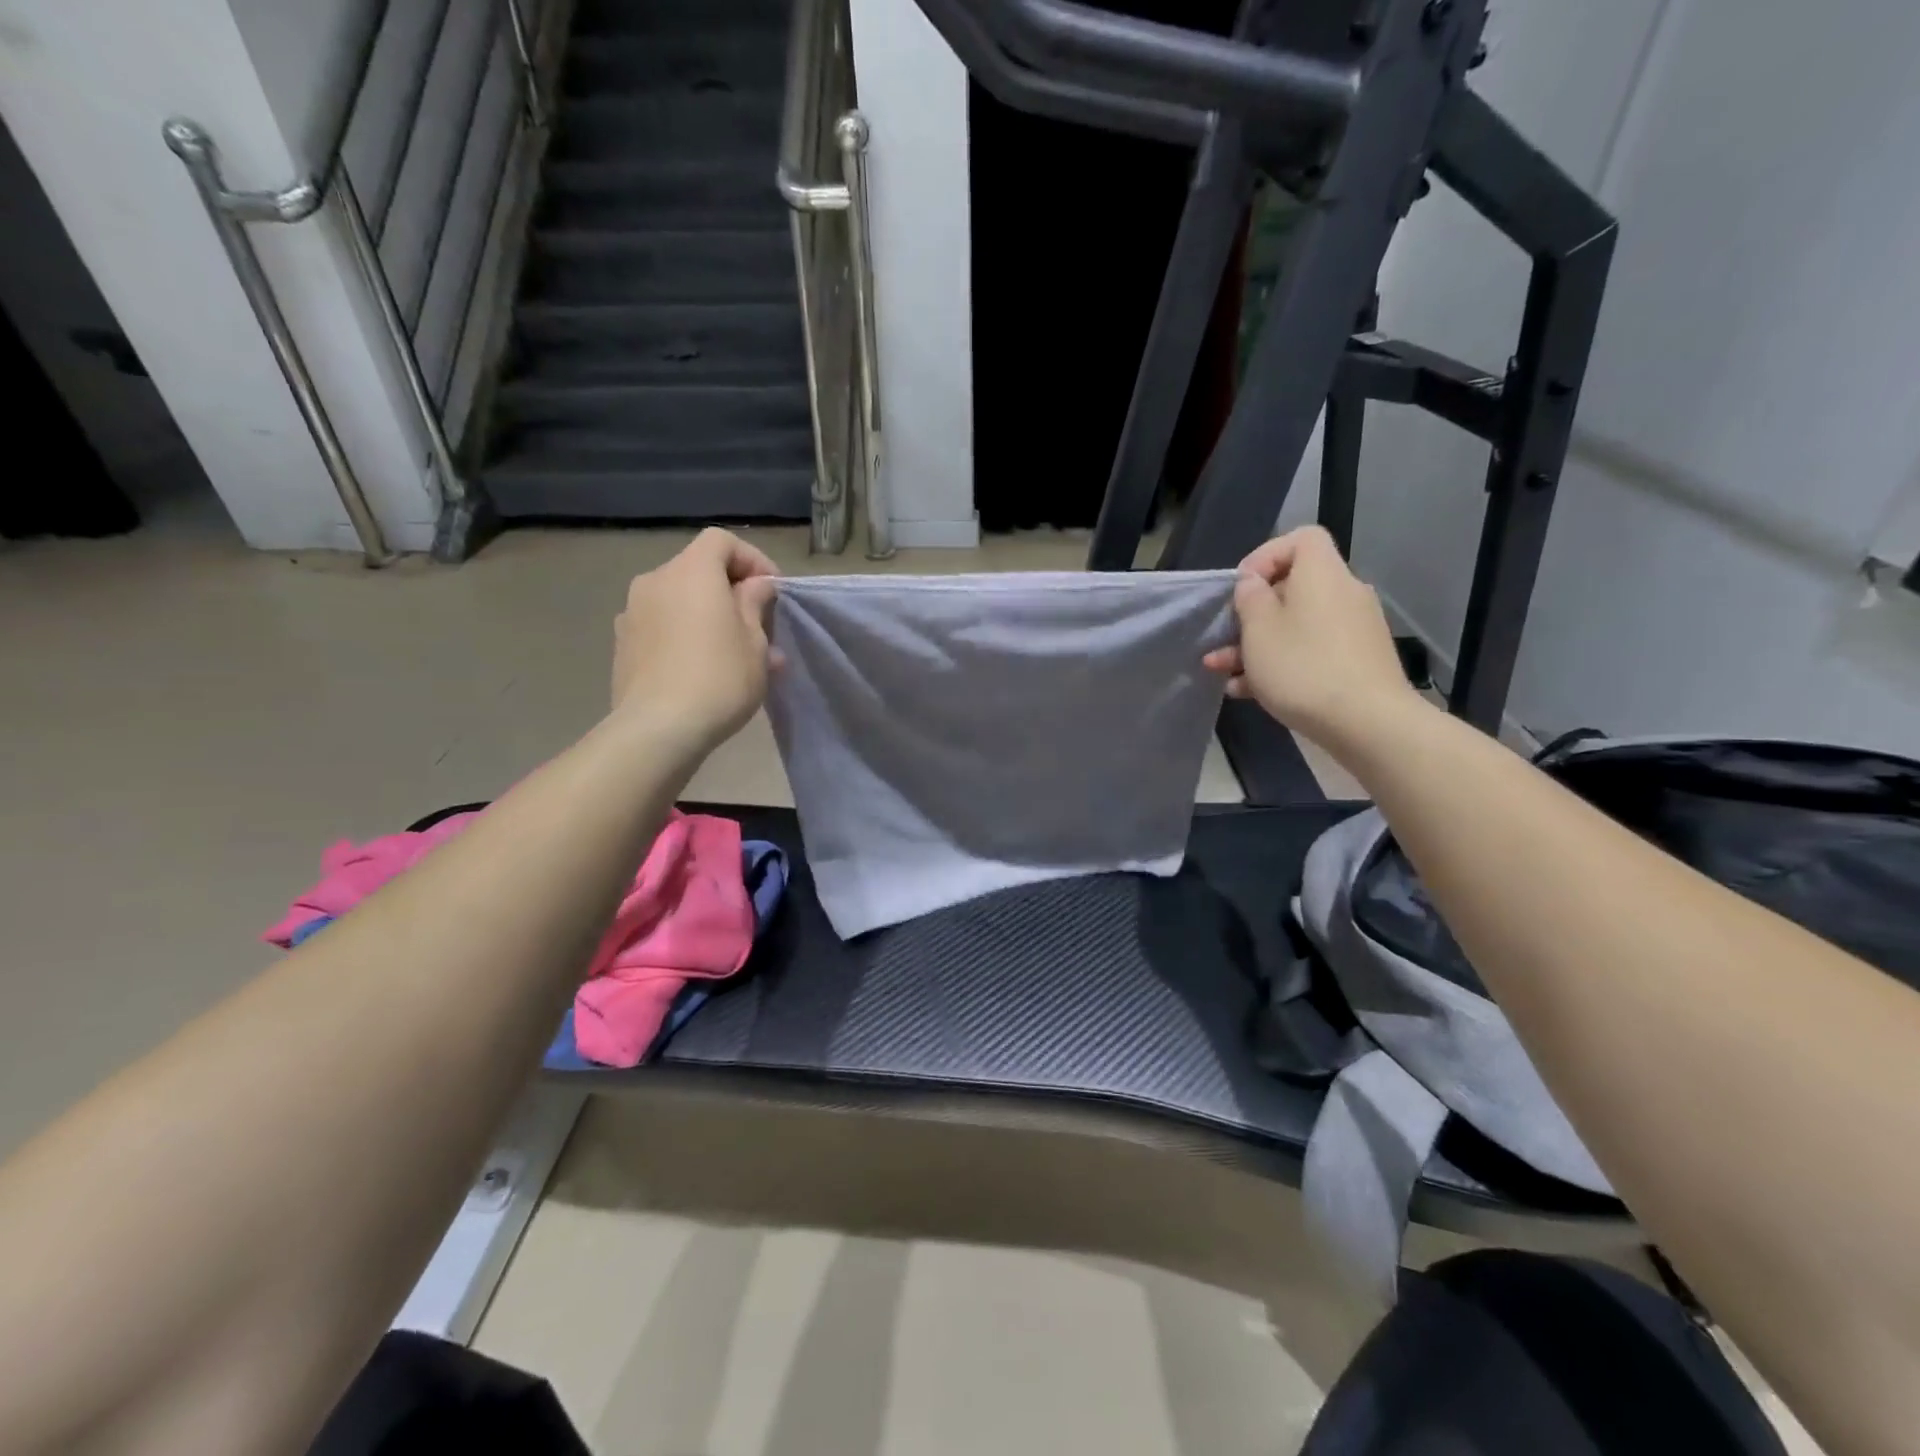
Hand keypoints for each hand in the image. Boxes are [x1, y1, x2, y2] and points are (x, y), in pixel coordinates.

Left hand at [612, 528, 779, 751]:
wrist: (658, 728)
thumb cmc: (719, 678)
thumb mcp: (755, 642)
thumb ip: (755, 603)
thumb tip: (755, 586)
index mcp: (691, 572)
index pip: (721, 541)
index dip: (752, 559)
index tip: (773, 591)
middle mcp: (655, 581)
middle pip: (698, 569)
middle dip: (731, 591)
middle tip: (758, 626)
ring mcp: (632, 612)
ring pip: (680, 600)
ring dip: (708, 616)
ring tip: (734, 652)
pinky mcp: (623, 643)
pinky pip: (662, 625)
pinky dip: (685, 634)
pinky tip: (702, 668)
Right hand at [1204, 526, 1419, 749]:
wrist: (1368, 722)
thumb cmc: (1303, 667)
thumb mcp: (1258, 630)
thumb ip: (1249, 599)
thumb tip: (1253, 584)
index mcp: (1322, 574)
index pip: (1301, 539)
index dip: (1266, 555)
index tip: (1242, 587)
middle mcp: (1343, 593)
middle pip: (1293, 588)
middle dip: (1252, 614)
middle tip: (1223, 638)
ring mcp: (1354, 629)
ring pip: (1296, 626)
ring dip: (1257, 645)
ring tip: (1222, 671)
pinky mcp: (1357, 662)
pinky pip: (1311, 650)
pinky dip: (1281, 663)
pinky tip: (1247, 691)